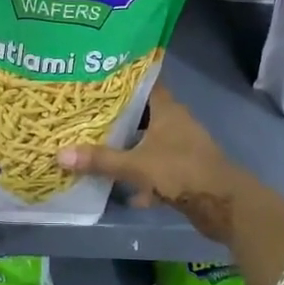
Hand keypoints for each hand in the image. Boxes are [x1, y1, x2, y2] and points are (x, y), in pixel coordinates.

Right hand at [56, 86, 257, 245]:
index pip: (142, 83)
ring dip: (128, 147)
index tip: (95, 78)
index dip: (121, 80)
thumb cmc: (181, 172)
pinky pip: (155, 166)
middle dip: (117, 117)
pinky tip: (122, 190)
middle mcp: (175, 122)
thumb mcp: (136, 165)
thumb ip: (101, 160)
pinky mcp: (183, 170)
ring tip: (96, 147)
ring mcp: (181, 147)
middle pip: (142, 113)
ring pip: (148, 141)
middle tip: (85, 114)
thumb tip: (59, 155)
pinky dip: (140, 175)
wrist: (224, 206)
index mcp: (167, 109)